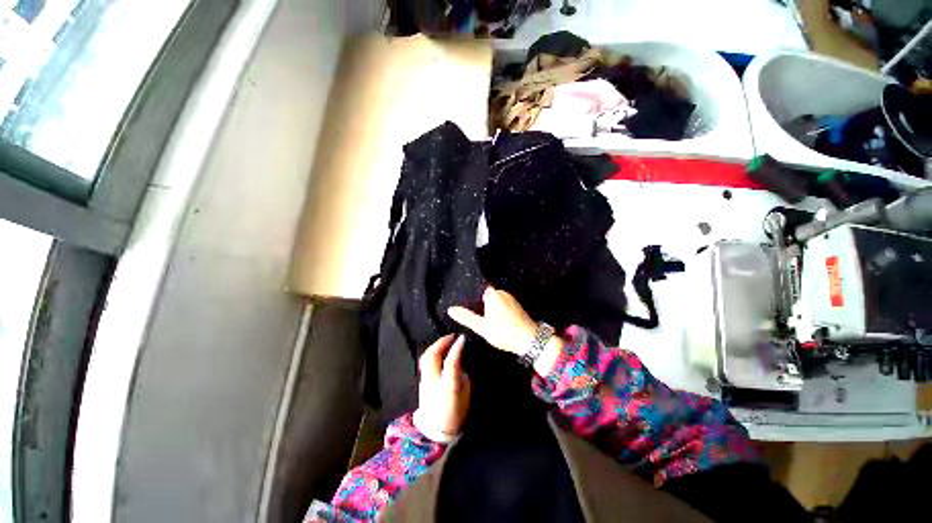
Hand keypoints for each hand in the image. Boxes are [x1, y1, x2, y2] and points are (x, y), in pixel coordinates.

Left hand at [415, 334, 470, 438]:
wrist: (436, 433)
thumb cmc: (456, 414)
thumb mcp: (465, 395)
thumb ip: (461, 377)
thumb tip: (458, 365)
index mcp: (447, 386)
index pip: (451, 362)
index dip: (457, 348)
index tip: (462, 338)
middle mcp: (433, 381)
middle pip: (433, 356)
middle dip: (442, 342)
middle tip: (451, 336)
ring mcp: (424, 382)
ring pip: (426, 358)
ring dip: (435, 346)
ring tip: (444, 342)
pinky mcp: (421, 383)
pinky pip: (425, 363)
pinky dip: (432, 354)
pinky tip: (438, 353)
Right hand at [447, 287, 536, 355]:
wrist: (529, 340)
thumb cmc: (504, 333)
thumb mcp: (482, 327)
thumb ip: (466, 317)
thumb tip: (451, 309)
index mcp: (493, 294)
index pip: (477, 290)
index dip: (471, 298)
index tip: (467, 307)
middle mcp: (502, 292)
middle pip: (486, 295)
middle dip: (481, 304)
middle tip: (478, 318)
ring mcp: (510, 298)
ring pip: (494, 300)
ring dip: (490, 309)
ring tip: (487, 321)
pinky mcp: (515, 304)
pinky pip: (502, 304)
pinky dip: (498, 311)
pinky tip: (498, 322)